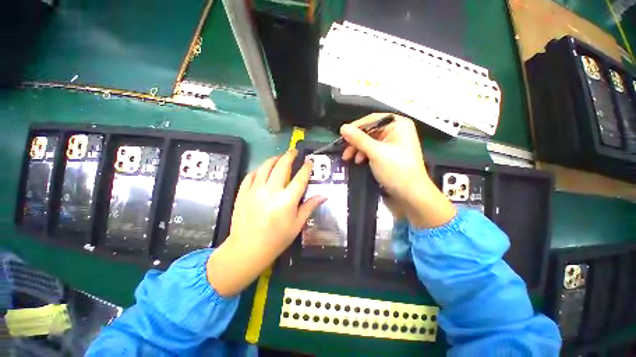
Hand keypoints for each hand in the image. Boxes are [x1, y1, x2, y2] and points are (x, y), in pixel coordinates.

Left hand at [207, 151, 325, 296]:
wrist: (248, 249)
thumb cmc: (277, 239)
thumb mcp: (297, 224)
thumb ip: (309, 206)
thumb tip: (324, 196)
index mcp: (287, 200)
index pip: (300, 178)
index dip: (306, 168)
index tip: (309, 161)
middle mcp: (271, 191)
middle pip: (282, 166)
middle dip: (289, 156)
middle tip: (294, 151)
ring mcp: (255, 190)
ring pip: (265, 167)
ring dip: (274, 159)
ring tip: (279, 157)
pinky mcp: (243, 192)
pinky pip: (251, 175)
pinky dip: (258, 169)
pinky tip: (262, 170)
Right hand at [340, 113, 455, 228]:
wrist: (410, 194)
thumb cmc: (396, 169)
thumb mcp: (375, 152)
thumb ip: (358, 139)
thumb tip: (343, 127)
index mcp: (398, 125)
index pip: (372, 119)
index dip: (356, 126)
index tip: (342, 135)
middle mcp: (396, 131)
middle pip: (370, 131)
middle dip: (356, 141)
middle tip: (344, 150)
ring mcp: (392, 143)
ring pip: (369, 141)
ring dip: (358, 149)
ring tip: (349, 159)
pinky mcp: (389, 154)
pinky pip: (372, 150)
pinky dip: (364, 154)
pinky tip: (358, 161)